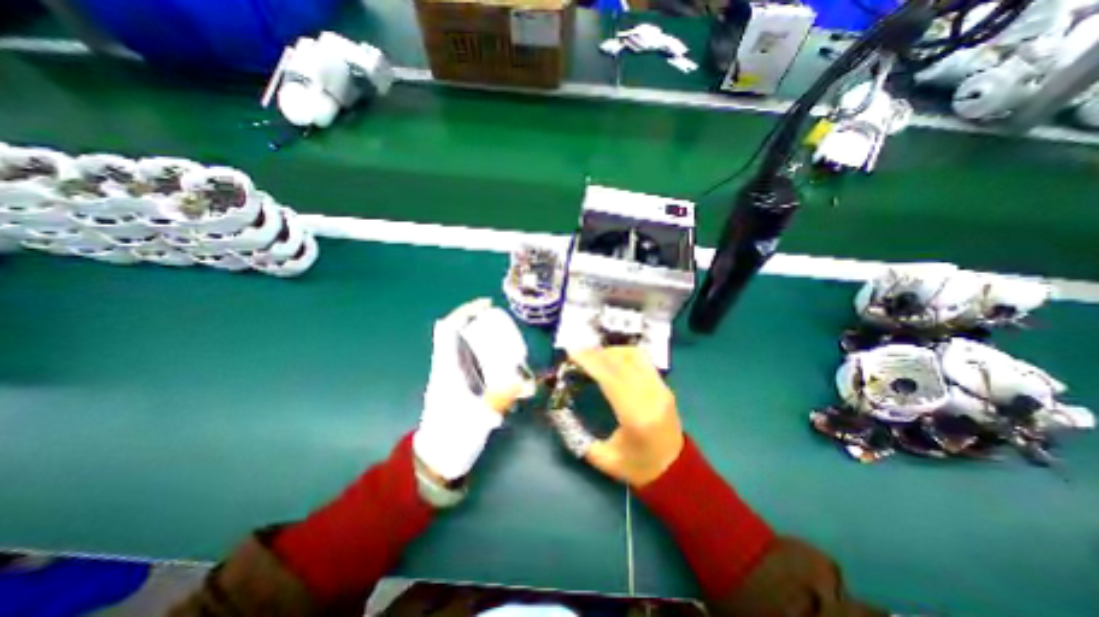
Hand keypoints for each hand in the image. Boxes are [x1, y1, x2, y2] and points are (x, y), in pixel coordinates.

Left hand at [413, 296, 531, 482]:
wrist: (437, 460)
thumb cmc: (452, 437)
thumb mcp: (477, 419)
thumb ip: (500, 399)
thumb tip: (524, 382)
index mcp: (446, 369)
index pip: (448, 330)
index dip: (464, 312)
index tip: (485, 304)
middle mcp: (448, 367)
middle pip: (459, 333)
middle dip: (479, 321)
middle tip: (503, 322)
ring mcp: (453, 376)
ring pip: (466, 346)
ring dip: (483, 337)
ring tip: (507, 338)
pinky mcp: (461, 386)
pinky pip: (473, 361)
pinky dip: (487, 354)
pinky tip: (504, 363)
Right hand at [570, 346, 685, 486]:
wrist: (677, 472)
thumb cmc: (638, 468)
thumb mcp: (604, 459)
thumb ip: (578, 437)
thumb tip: (558, 413)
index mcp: (636, 417)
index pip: (611, 378)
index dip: (590, 362)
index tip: (572, 354)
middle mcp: (651, 397)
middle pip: (621, 363)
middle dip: (596, 354)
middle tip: (576, 353)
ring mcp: (661, 389)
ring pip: (634, 356)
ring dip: (610, 351)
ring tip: (592, 355)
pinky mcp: (664, 386)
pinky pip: (643, 360)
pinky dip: (623, 354)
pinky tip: (611, 358)